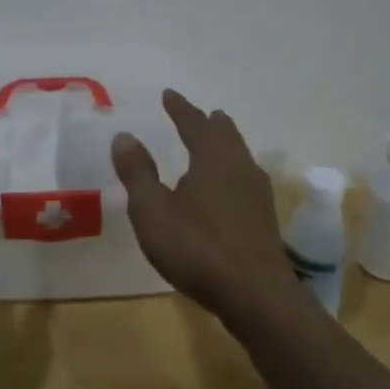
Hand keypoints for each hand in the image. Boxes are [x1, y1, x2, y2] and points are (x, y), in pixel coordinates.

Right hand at [111, 89, 300, 320]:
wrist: (255, 294)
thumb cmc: (197, 246)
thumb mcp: (152, 210)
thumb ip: (138, 172)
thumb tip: (125, 135)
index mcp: (213, 156)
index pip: (194, 122)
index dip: (180, 108)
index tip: (169, 94)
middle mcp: (239, 166)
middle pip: (225, 134)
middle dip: (209, 123)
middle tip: (199, 115)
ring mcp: (257, 192)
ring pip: (240, 156)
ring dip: (224, 145)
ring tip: (213, 145)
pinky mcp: (264, 218)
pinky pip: (245, 179)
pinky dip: (231, 171)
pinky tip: (227, 189)